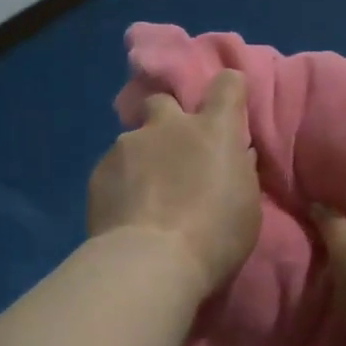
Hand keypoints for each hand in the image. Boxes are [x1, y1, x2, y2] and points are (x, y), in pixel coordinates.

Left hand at [88, 70, 261, 298]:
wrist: (151, 261)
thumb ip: (237, 170)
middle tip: (171, 153)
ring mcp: (128, 145)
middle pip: (162, 101)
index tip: (228, 105)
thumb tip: (234, 155)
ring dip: (141, 158)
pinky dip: (120, 184)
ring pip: (134, 140)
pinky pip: (113, 168)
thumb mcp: (246, 205)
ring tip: (143, 196)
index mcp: (213, 130)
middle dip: (166, 120)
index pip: (227, 84)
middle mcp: (168, 126)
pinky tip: (124, 212)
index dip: (228, 90)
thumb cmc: (214, 237)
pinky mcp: (99, 170)